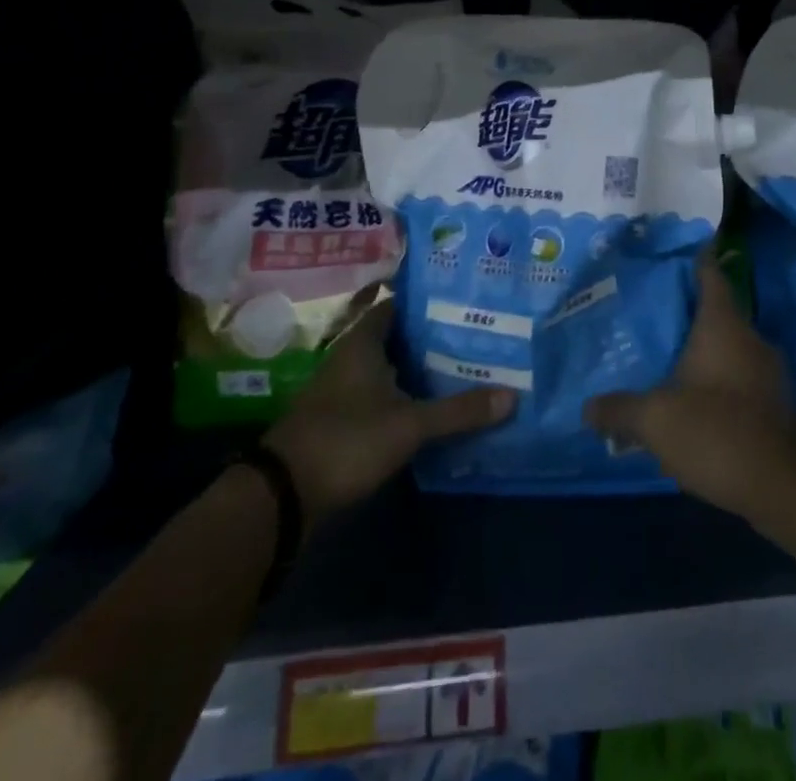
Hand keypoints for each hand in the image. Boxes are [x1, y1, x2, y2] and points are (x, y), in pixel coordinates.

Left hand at [264, 291, 514, 531]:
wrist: (283, 496)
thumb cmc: (346, 440)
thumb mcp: (409, 425)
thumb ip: (458, 410)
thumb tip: (512, 396)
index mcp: (363, 341)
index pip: (400, 304)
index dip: (431, 300)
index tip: (467, 299)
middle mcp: (351, 356)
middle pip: (399, 335)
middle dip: (435, 335)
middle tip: (478, 332)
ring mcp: (344, 388)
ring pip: (391, 365)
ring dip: (421, 366)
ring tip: (467, 364)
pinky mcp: (343, 417)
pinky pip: (383, 392)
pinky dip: (407, 392)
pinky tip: (435, 402)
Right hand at [586, 254, 795, 521]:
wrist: (783, 487)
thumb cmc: (715, 431)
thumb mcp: (654, 420)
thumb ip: (619, 410)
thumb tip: (588, 408)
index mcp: (722, 325)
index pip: (710, 275)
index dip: (696, 259)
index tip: (679, 250)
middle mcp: (750, 338)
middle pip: (718, 312)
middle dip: (689, 313)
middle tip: (654, 315)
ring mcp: (768, 373)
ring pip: (730, 349)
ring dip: (704, 353)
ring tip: (668, 361)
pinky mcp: (776, 405)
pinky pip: (740, 380)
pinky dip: (718, 383)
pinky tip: (695, 404)